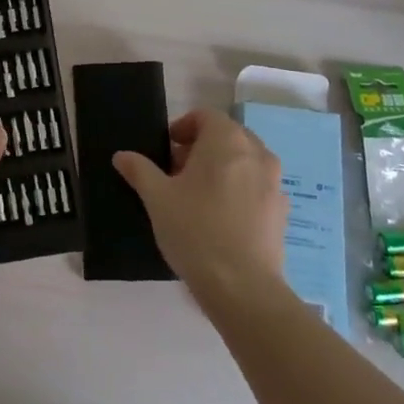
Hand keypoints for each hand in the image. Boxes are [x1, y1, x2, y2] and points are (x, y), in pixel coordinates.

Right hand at [114, 109, 286, 300]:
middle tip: (176, 174)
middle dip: (200, 149)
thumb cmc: (195, 230)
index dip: (182, 128)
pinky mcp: (282, 211)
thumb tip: (122, 156)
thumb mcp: (156, 198)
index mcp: (227, 140)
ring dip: (220, 169)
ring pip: (243, 162)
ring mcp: (274, 182)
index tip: (165, 152)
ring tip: (197, 198)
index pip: (205, 116)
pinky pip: (256, 187)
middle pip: (226, 137)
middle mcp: (257, 153)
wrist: (242, 288)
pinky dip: (238, 191)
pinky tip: (220, 220)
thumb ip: (139, 170)